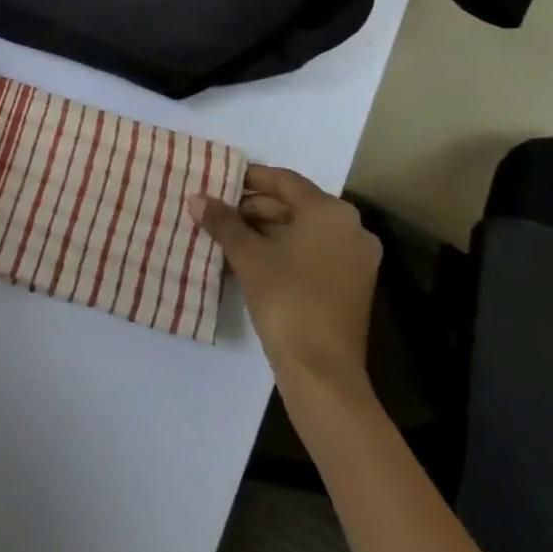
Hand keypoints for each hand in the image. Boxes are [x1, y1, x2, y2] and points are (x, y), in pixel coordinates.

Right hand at [189, 165, 381, 389]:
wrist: (322, 373)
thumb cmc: (287, 299)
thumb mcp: (248, 256)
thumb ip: (223, 221)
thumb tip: (197, 198)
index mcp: (331, 212)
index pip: (285, 181)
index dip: (250, 179)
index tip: (220, 182)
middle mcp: (351, 228)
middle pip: (294, 206)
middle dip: (254, 210)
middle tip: (218, 215)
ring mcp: (355, 259)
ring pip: (302, 232)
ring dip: (265, 232)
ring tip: (227, 239)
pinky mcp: (351, 285)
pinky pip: (312, 253)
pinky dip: (283, 252)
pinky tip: (250, 262)